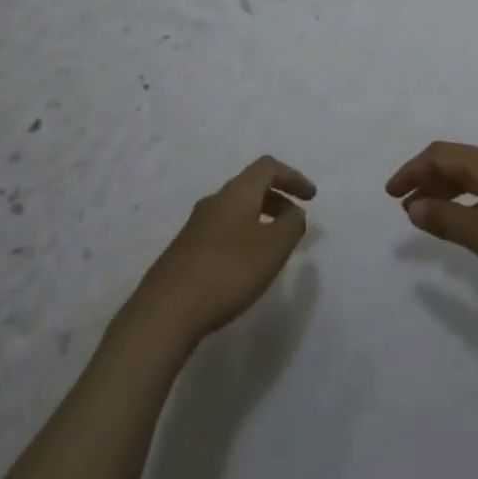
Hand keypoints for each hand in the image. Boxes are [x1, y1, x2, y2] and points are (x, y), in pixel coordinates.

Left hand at [127, 156, 315, 345]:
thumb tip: (294, 212)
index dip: (292, 176)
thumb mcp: (272, 248)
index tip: (311, 197)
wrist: (166, 310)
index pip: (268, 167)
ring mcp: (196, 225)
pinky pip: (223, 230)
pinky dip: (243, 235)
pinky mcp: (185, 250)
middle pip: (251, 186)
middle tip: (295, 222)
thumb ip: (291, 226)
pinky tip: (245, 265)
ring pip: (236, 209)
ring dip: (260, 218)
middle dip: (278, 198)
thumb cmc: (227, 271)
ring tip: (274, 246)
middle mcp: (215, 201)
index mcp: (237, 193)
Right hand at [387, 141, 477, 301]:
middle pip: (455, 160)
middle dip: (426, 179)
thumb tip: (414, 205)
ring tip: (430, 214)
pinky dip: (468, 199)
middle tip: (405, 205)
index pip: (439, 155)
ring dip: (447, 190)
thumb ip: (448, 219)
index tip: (390, 193)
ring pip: (473, 175)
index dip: (411, 170)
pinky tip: (472, 221)